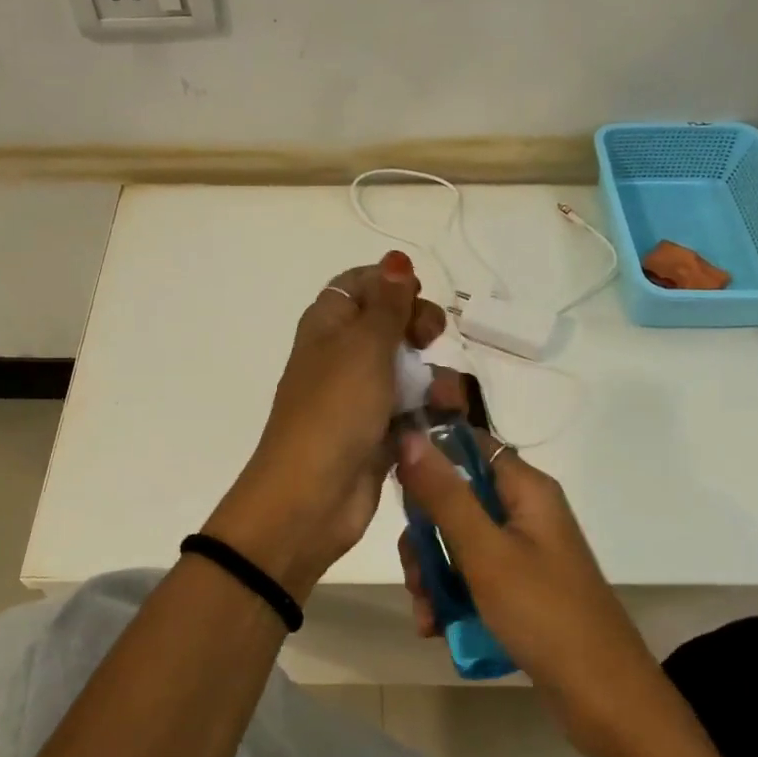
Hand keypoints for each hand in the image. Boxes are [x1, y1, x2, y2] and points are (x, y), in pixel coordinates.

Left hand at [205, 252, 445, 601]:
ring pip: (407, 370)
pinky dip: (429, 411)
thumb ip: (387, 304)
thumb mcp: (364, 347)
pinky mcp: (377, 434)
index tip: (416, 296)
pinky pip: (411, 410)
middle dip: (419, 329)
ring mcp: (359, 397)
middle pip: (389, 325)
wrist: (311, 497)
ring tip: (446, 398)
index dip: (390, 285)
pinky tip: (445, 420)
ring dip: (433, 377)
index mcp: (328, 325)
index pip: (359, 286)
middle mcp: (341, 356)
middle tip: (431, 339)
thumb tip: (396, 260)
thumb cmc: (335, 410)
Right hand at [396, 428, 659, 746]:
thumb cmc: (544, 614)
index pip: (468, 445)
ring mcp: (523, 551)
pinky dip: (451, 597)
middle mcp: (525, 512)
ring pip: (458, 542)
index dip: (428, 455)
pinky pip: (473, 576)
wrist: (603, 699)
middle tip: (414, 573)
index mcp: (526, 489)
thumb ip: (445, 495)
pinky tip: (437, 628)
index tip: (392, 481)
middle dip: (425, 536)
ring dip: (433, 574)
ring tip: (426, 614)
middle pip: (456, 498)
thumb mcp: (485, 552)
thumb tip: (408, 435)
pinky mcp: (520, 587)